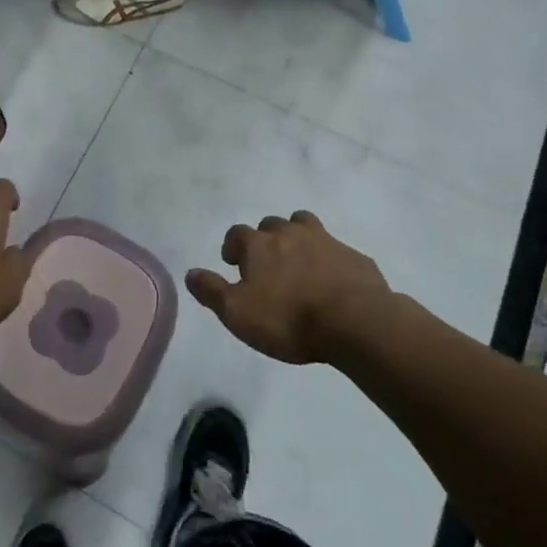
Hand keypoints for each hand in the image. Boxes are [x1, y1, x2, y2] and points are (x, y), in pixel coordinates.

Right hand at [185, 212, 397, 365]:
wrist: (357, 322)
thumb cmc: (288, 319)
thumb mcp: (237, 313)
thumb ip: (211, 291)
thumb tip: (190, 273)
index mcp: (259, 245)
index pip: (237, 233)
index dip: (232, 246)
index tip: (233, 264)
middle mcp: (290, 234)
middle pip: (272, 223)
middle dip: (266, 238)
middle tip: (267, 264)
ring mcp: (326, 241)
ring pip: (306, 225)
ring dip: (298, 237)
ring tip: (298, 261)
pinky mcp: (355, 257)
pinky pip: (336, 250)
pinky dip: (329, 259)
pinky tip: (332, 281)